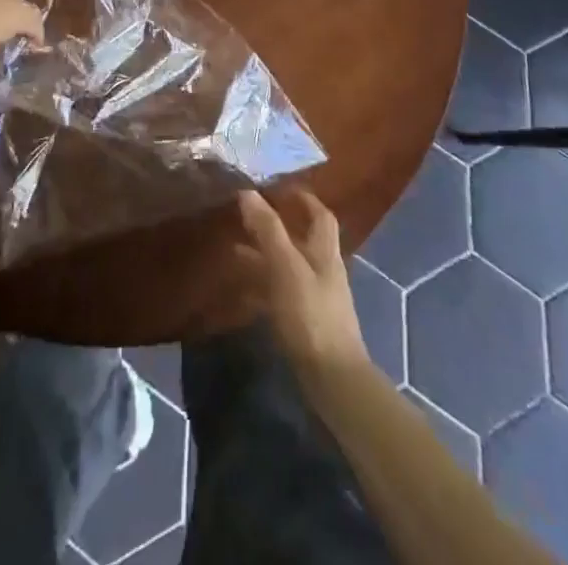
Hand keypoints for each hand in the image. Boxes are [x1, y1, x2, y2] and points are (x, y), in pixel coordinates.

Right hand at [237, 188, 368, 375]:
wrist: (333, 380)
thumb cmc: (311, 315)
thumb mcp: (286, 267)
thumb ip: (268, 230)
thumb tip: (247, 192)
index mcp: (324, 252)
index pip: (320, 215)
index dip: (304, 199)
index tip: (280, 187)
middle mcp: (323, 270)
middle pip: (302, 240)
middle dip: (277, 226)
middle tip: (247, 216)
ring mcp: (316, 298)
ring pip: (288, 266)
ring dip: (265, 255)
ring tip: (235, 248)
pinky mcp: (306, 323)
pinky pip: (282, 292)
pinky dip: (263, 284)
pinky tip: (244, 289)